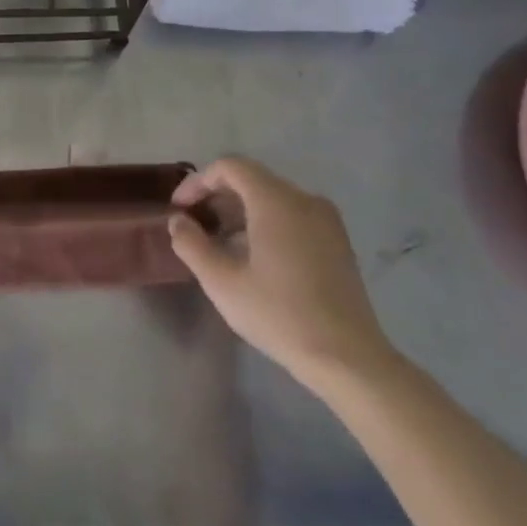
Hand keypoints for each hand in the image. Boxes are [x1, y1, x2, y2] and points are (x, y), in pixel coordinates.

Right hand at [169, 157, 396, 391]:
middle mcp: (304, 200)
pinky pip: (293, 216)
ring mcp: (326, 221)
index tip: (179, 209)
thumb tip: (178, 221)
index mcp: (276, 201)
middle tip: (193, 224)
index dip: (198, 181)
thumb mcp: (221, 281)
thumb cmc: (279, 314)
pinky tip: (252, 255)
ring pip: (273, 198)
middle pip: (252, 179)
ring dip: (240, 211)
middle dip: (217, 196)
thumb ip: (192, 244)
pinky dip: (265, 222)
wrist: (347, 358)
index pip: (230, 167)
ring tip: (218, 241)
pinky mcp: (337, 242)